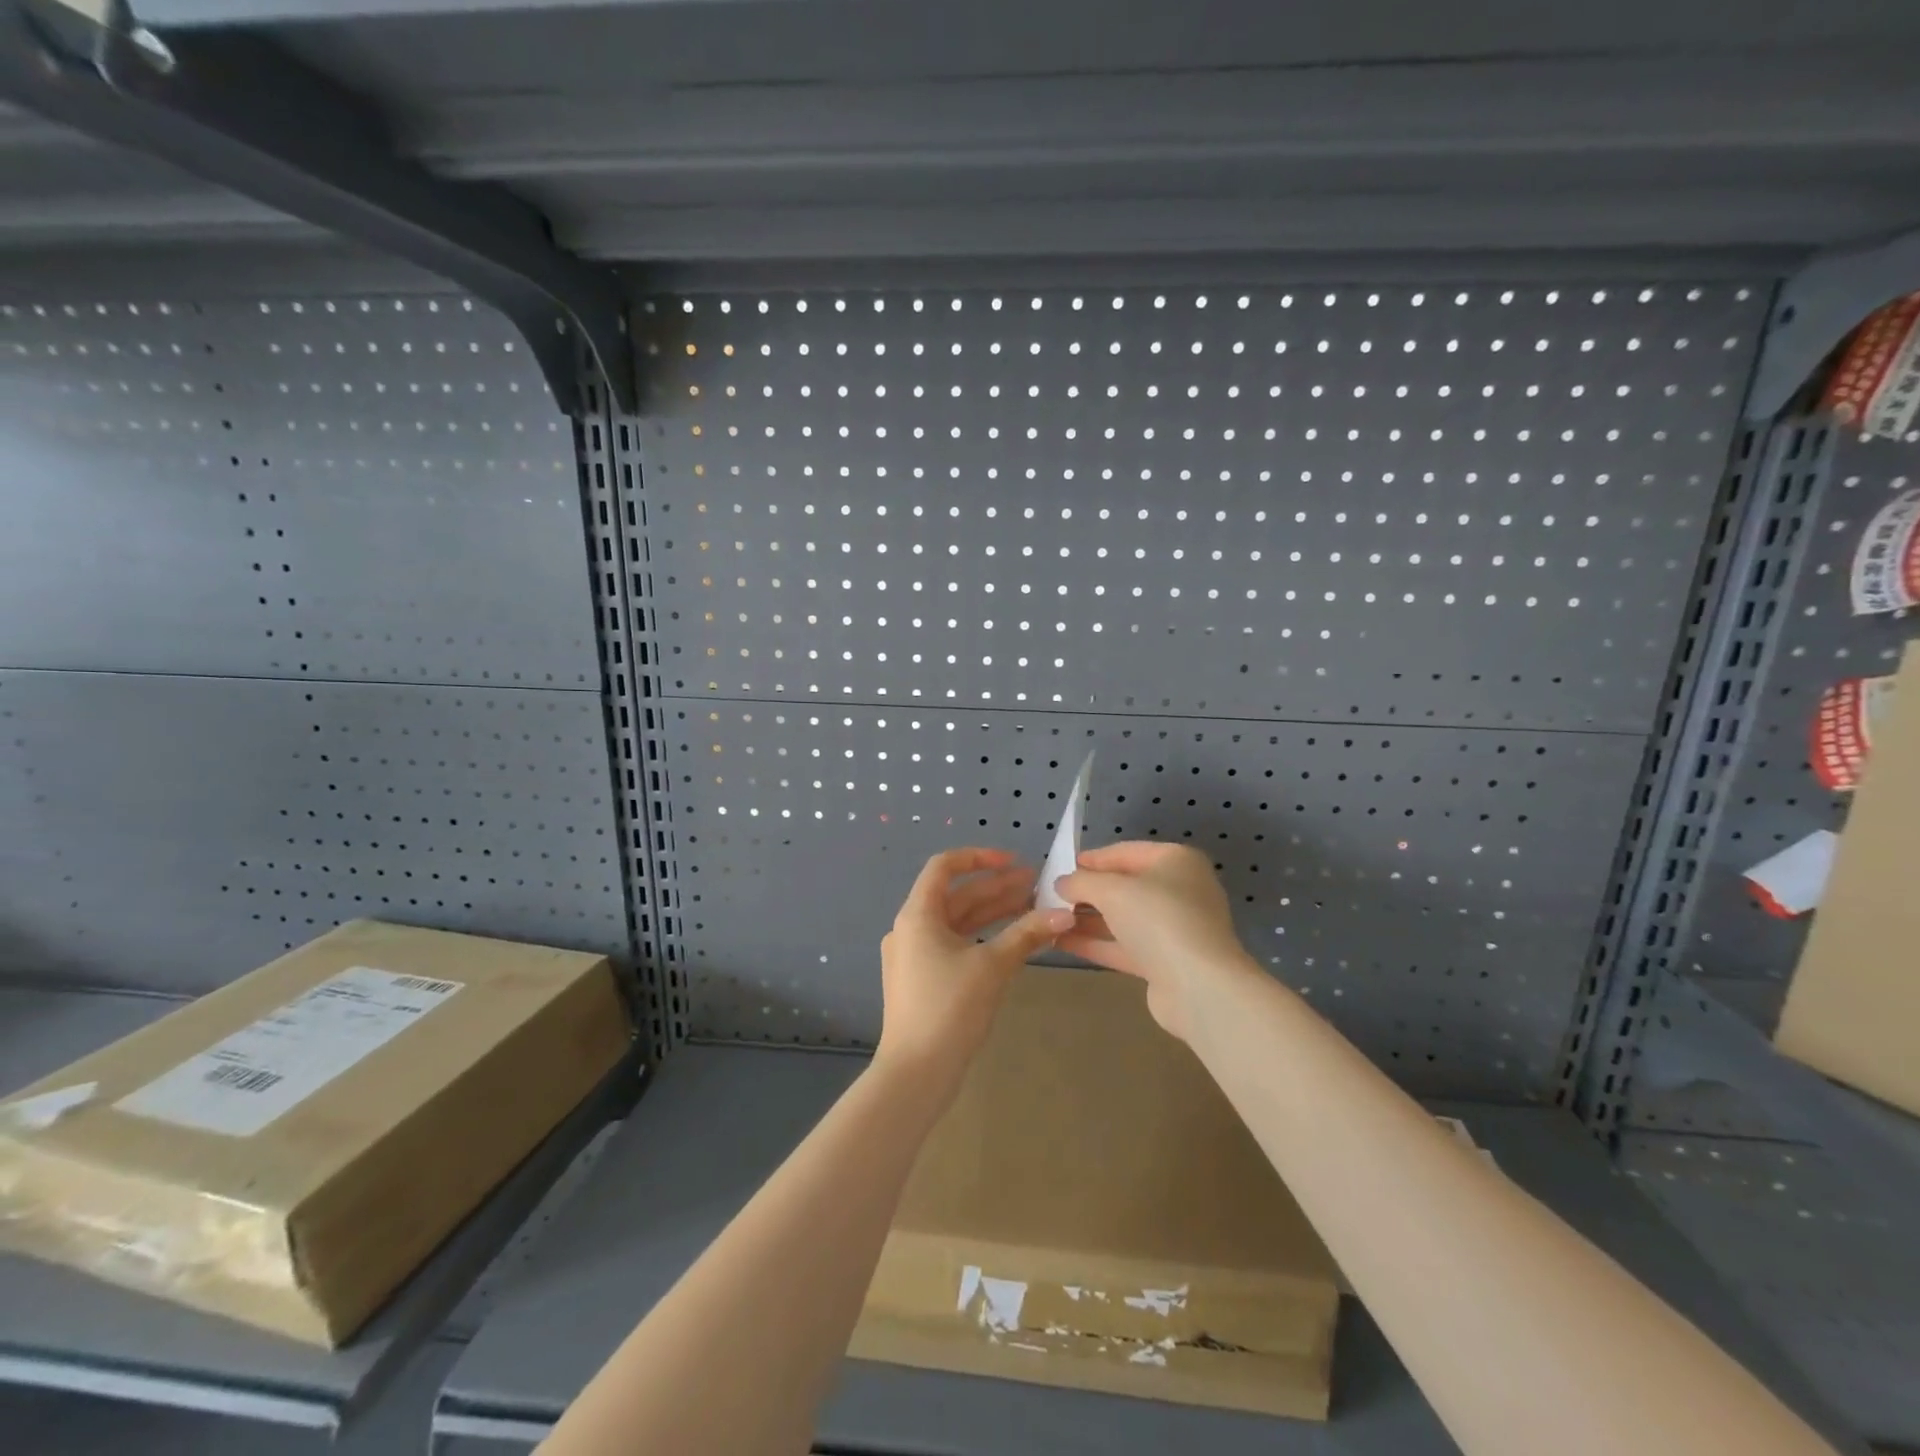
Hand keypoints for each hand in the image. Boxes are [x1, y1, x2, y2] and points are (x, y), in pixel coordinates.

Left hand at [875, 847, 1074, 1082]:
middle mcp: (911, 929)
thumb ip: (1027, 934)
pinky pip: (955, 946)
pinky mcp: (923, 980)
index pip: (945, 866)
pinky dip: (984, 939)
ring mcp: (915, 956)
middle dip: (997, 888)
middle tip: (1037, 886)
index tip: (1015, 862)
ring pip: (959, 923)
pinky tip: (1015, 942)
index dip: (980, 858)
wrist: (916, 1073)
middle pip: (957, 896)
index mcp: (917, 915)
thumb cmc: (949, 1008)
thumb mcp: (992, 966)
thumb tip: (1064, 913)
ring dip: (994, 914)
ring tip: (1033, 908)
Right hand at [1055, 842, 1255, 1041]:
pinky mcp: (1166, 962)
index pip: (1126, 852)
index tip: (1061, 866)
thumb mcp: (1112, 890)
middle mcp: (1180, 891)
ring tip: (1050, 919)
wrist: (1199, 986)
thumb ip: (1081, 882)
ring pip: (1124, 918)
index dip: (1092, 858)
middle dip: (1088, 891)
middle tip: (1052, 895)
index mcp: (1176, 861)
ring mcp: (1175, 929)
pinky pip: (1126, 946)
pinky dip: (1097, 943)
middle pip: (1126, 886)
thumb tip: (1062, 883)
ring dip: (1088, 919)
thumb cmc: (1158, 919)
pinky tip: (1062, 942)